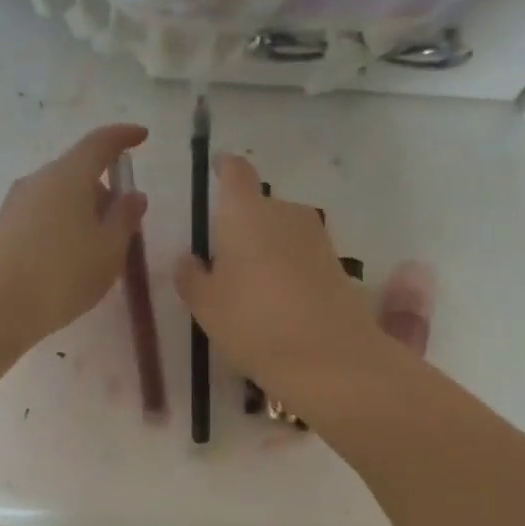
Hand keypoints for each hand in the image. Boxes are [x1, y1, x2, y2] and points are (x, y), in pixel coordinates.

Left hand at [0, 123, 149, 348]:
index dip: (124, 137)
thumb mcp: (109, 250)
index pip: (100, 143)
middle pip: (79, 171)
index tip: (142, 137)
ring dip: (85, 212)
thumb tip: (133, 195)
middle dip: (106, 191)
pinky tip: (71, 261)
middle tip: (125, 227)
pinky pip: (44, 214)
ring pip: (61, 196)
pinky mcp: (4, 227)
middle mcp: (38, 179)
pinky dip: (65, 226)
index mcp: (68, 175)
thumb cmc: (62, 275)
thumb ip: (125, 218)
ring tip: (99, 252)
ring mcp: (16, 203)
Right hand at [174, 153, 395, 418]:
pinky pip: (299, 254)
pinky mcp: (336, 263)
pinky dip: (285, 267)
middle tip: (221, 259)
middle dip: (240, 224)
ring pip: (280, 231)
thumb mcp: (205, 305)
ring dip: (264, 247)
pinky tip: (275, 301)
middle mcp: (284, 212)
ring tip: (247, 286)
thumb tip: (189, 259)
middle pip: (258, 205)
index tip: (215, 170)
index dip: (224, 168)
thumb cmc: (253, 322)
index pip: (234, 172)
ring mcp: (315, 237)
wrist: (329, 357)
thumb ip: (191, 276)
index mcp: (245, 212)